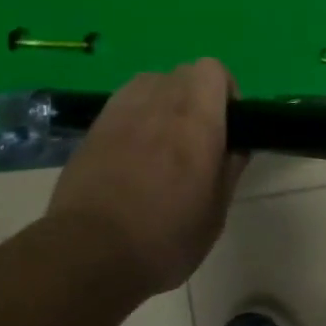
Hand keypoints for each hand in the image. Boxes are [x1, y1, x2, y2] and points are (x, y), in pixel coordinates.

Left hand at [46, 60, 246, 294]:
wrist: (89, 255)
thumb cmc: (165, 237)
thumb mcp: (216, 210)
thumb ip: (230, 168)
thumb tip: (236, 145)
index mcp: (197, 120)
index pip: (212, 70)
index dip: (225, 90)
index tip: (228, 123)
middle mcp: (159, 104)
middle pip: (183, 73)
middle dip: (197, 95)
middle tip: (198, 135)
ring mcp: (120, 113)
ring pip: (151, 83)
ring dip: (164, 100)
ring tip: (164, 139)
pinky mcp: (93, 129)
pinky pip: (123, 104)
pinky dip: (136, 115)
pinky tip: (134, 151)